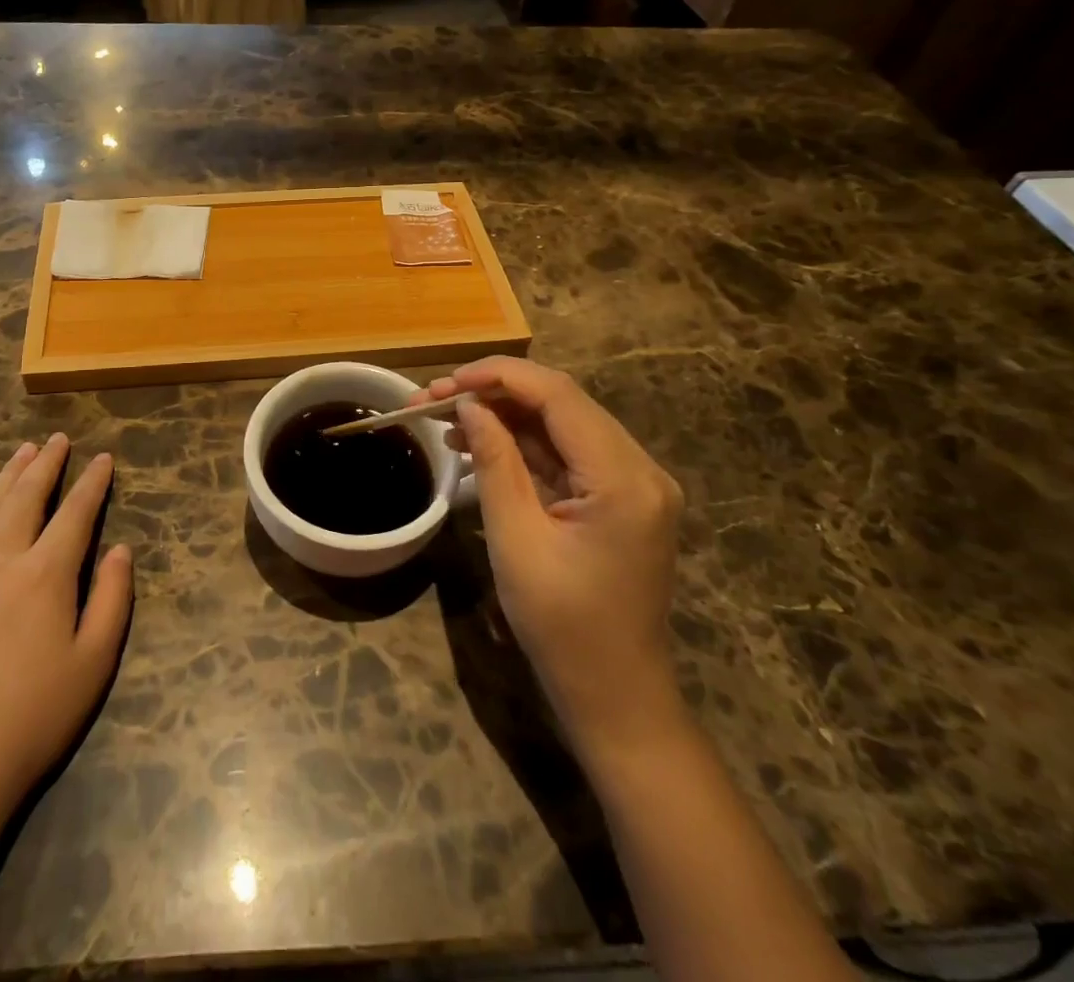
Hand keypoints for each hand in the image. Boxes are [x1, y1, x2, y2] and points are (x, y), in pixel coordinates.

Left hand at [0, 435, 133, 839]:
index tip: (103, 458)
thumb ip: (111, 599)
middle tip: (58, 439)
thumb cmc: (33, 719)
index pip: (75, 512)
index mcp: (46, 574)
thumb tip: (119, 550)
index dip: (92, 483)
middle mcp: (0, 560)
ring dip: (5, 477)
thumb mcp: (93, 663)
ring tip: (22, 453)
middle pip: (26, 497)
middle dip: (46, 464)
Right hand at [412, 358, 684, 755]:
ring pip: (562, 424)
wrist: (615, 697)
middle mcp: (640, 467)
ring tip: (445, 420)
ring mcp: (635, 482)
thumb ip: (495, 460)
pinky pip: (568, 453)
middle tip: (433, 399)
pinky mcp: (621, 498)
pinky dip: (524, 444)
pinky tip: (479, 443)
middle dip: (494, 392)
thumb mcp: (516, 539)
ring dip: (505, 416)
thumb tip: (468, 406)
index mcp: (623, 478)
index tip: (445, 382)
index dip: (498, 376)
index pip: (558, 395)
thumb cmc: (562, 626)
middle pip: (561, 403)